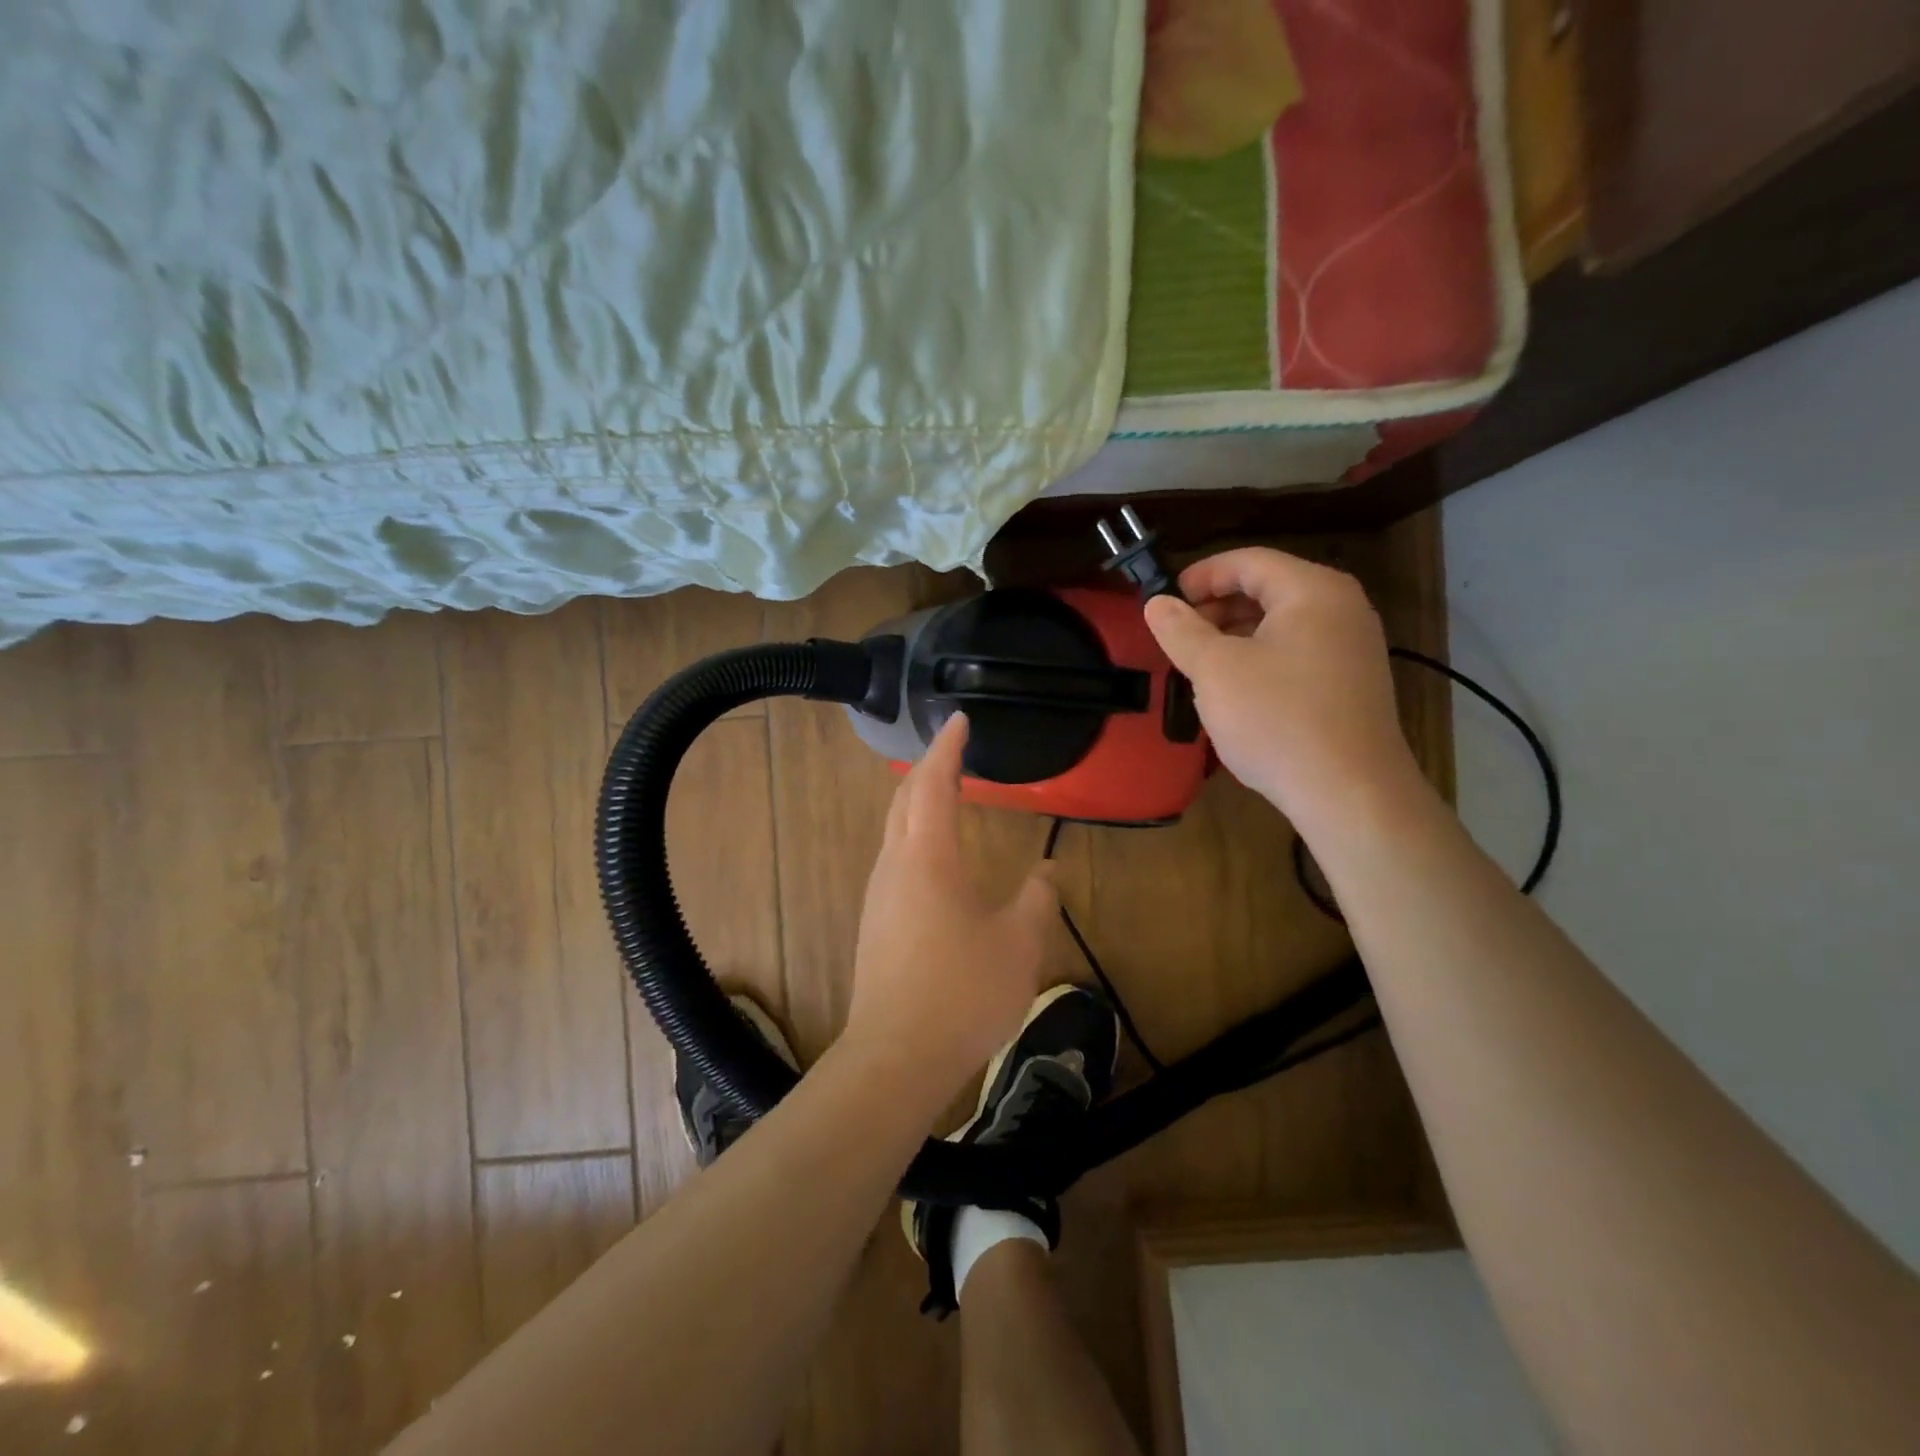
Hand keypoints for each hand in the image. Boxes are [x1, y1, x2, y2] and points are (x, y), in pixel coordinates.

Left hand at [844, 713, 1058, 1102]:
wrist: (896, 1058)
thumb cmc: (962, 993)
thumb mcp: (1019, 943)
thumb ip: (1037, 899)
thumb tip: (1046, 872)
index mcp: (928, 858)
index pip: (933, 784)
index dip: (947, 748)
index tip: (959, 720)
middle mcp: (895, 866)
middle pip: (903, 799)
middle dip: (926, 768)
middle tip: (953, 752)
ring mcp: (878, 895)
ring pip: (893, 829)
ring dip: (916, 802)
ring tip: (945, 794)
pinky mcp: (874, 923)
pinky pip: (893, 859)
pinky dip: (913, 835)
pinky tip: (933, 856)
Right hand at [1144, 548, 1425, 835]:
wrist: (1350, 793)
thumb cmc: (1277, 719)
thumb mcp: (1215, 671)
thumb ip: (1181, 631)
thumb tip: (1156, 603)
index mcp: (1312, 590)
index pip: (1249, 561)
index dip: (1201, 575)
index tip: (1165, 600)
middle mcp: (1341, 608)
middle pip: (1268, 588)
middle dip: (1217, 607)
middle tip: (1178, 635)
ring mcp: (1353, 647)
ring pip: (1282, 623)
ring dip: (1236, 635)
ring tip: (1200, 663)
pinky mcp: (1352, 683)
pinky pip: (1298, 652)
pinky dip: (1261, 657)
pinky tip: (1237, 690)